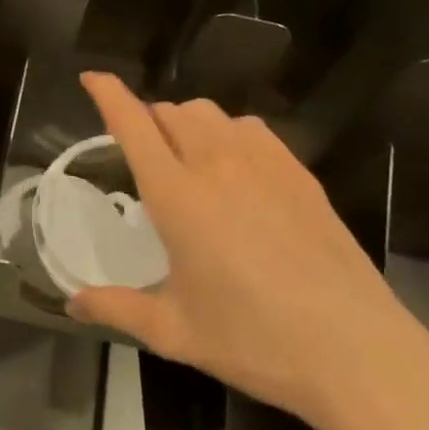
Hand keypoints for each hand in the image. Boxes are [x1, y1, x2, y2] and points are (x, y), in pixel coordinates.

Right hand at [67, 73, 428, 429]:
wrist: (355, 351)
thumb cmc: (254, 340)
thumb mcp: (175, 331)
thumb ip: (117, 308)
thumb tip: (72, 304)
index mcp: (176, 194)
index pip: (133, 123)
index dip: (108, 93)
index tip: (91, 78)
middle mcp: (215, 163)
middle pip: (171, 111)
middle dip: (148, 121)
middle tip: (145, 157)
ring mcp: (262, 161)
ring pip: (211, 113)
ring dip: (187, 124)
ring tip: (189, 160)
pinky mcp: (298, 171)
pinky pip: (250, 128)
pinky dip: (229, 134)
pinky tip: (238, 170)